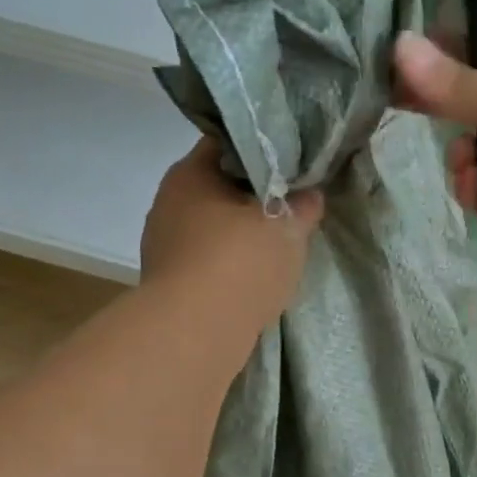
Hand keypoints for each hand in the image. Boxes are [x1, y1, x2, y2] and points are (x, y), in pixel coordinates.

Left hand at [139, 140, 323, 332]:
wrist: (197, 332)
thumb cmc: (241, 262)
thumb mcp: (288, 226)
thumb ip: (303, 205)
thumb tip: (311, 194)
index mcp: (189, 174)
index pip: (226, 144)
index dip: (261, 149)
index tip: (291, 163)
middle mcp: (168, 203)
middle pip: (218, 188)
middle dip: (253, 196)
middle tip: (292, 204)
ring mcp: (164, 246)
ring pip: (213, 227)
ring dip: (241, 234)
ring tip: (278, 244)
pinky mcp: (171, 284)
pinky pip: (208, 262)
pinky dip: (230, 265)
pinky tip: (256, 278)